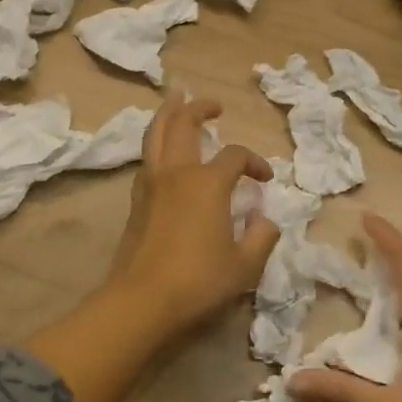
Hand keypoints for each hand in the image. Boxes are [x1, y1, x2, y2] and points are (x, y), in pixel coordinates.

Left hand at [104, 93, 281, 336]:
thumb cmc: (199, 281)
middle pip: (184, 124)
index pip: (235, 156)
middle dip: (198, 108)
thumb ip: (262, 238)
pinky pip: (146, 158)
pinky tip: (162, 151)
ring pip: (156, 134)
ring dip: (168, 114)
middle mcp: (177, 173)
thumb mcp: (245, 266)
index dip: (254, 162)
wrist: (142, 301)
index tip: (265, 179)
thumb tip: (266, 220)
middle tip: (213, 104)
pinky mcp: (135, 201)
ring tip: (175, 100)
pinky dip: (156, 144)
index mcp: (208, 183)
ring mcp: (151, 184)